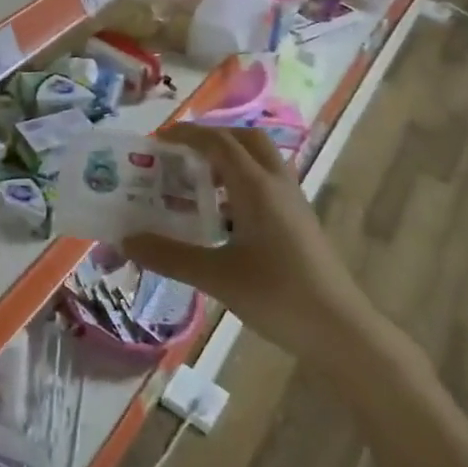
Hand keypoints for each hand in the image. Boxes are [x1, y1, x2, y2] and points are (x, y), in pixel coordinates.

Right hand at [124, 124, 389, 368]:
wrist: (341, 332)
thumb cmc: (278, 296)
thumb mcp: (216, 276)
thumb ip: (169, 255)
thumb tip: (126, 239)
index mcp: (256, 186)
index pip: (218, 141)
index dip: (187, 134)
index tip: (157, 139)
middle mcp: (276, 184)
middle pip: (245, 140)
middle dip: (212, 137)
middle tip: (181, 153)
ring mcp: (292, 202)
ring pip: (259, 161)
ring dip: (228, 160)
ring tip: (195, 181)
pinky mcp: (299, 222)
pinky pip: (266, 184)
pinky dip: (240, 183)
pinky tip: (221, 217)